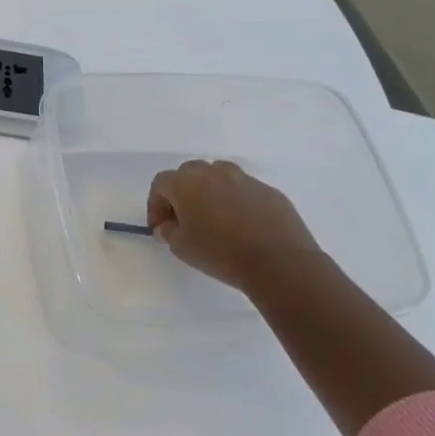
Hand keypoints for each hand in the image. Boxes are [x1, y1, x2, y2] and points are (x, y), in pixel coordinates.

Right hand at [146, 160, 322, 291]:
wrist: (279, 263)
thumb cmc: (221, 253)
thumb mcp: (181, 248)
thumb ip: (168, 231)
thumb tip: (168, 225)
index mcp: (187, 183)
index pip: (161, 183)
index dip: (155, 205)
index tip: (160, 227)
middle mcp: (214, 173)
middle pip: (188, 173)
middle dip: (181, 193)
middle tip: (183, 220)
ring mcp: (244, 179)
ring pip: (218, 176)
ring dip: (209, 191)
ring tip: (213, 218)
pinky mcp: (268, 191)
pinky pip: (243, 189)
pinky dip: (235, 201)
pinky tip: (241, 225)